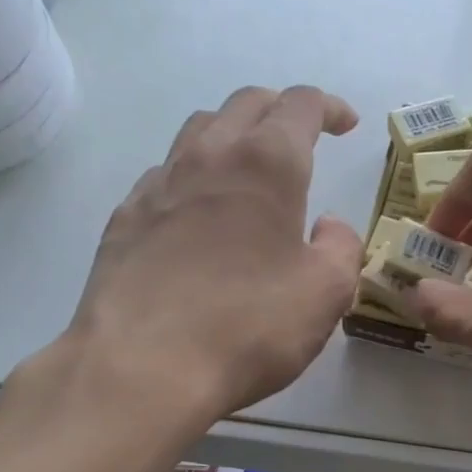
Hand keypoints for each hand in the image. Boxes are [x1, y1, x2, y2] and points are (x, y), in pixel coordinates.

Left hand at [55, 85, 362, 422]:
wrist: (143, 367)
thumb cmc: (250, 326)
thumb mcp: (326, 294)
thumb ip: (342, 249)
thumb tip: (329, 227)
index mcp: (267, 165)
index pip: (300, 105)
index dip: (328, 107)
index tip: (346, 124)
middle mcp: (209, 157)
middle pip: (246, 104)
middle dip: (280, 110)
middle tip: (302, 138)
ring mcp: (158, 185)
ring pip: (199, 131)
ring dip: (233, 135)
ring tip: (250, 169)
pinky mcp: (125, 219)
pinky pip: (165, 176)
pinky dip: (194, 177)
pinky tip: (199, 214)